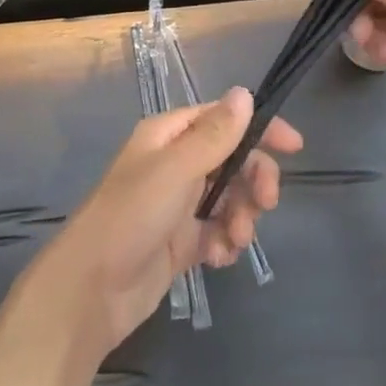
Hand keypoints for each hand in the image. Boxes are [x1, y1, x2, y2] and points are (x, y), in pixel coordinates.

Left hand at [46, 88, 301, 356]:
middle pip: (233, 160)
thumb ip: (215, 134)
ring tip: (234, 240)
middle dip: (253, 180)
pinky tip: (218, 258)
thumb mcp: (176, 169)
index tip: (294, 147)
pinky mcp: (181, 242)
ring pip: (230, 198)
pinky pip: (218, 232)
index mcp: (169, 136)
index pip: (223, 118)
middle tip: (266, 204)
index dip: (259, 128)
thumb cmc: (131, 216)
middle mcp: (175, 164)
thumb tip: (245, 93)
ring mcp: (179, 204)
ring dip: (241, 216)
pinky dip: (225, 242)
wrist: (90, 291)